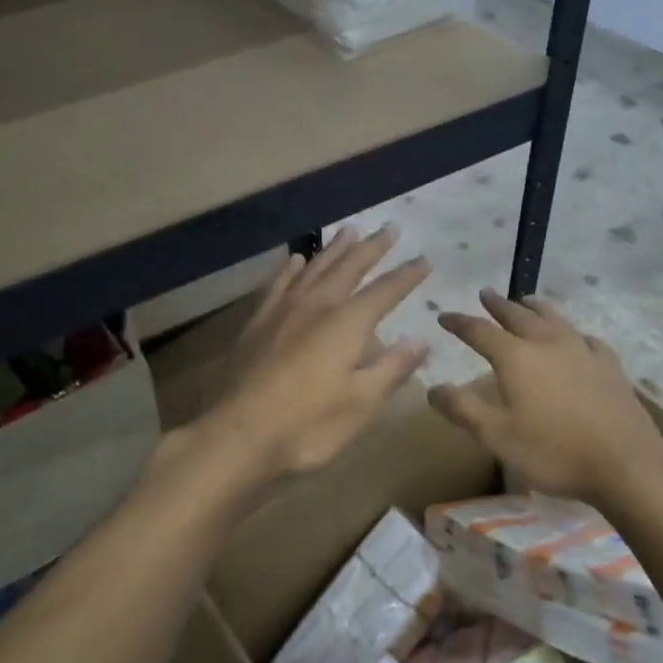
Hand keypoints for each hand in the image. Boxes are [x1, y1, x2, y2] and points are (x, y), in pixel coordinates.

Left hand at [196, 226, 430, 482]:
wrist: (238, 435)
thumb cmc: (308, 426)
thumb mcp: (362, 403)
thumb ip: (392, 367)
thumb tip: (420, 340)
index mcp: (347, 324)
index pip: (386, 291)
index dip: (407, 275)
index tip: (425, 260)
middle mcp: (316, 306)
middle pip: (349, 267)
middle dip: (372, 247)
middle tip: (389, 227)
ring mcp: (282, 311)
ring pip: (314, 268)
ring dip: (335, 249)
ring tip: (349, 231)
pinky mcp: (256, 324)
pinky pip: (278, 284)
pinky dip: (291, 269)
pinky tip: (296, 260)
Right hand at [429, 289, 662, 503]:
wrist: (625, 463)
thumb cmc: (553, 451)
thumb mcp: (496, 436)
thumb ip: (462, 409)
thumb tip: (432, 388)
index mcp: (516, 357)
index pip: (479, 331)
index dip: (459, 323)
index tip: (444, 316)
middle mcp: (547, 343)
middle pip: (518, 315)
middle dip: (498, 305)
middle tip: (485, 294)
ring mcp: (582, 350)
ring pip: (554, 318)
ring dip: (535, 307)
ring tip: (526, 300)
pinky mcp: (609, 364)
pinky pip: (585, 338)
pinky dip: (572, 331)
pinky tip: (576, 337)